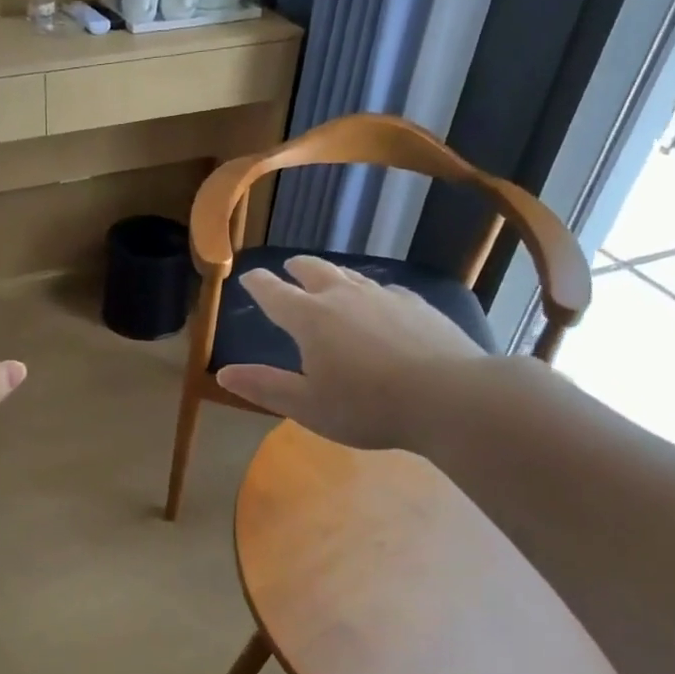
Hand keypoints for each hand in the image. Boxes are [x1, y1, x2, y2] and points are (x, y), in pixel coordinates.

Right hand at [215, 256, 484, 451]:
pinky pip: (385, 289)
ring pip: (351, 275)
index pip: (274, 293)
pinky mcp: (417, 305)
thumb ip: (265, 387)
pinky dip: (371, 291)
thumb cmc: (368, 406)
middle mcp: (344, 297)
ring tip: (329, 278)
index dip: (258, 284)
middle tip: (289, 267)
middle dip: (296, 268)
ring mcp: (384, 296)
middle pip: (314, 271)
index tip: (248, 277)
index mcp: (310, 319)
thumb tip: (224, 373)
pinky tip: (380, 301)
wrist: (450, 397)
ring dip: (333, 274)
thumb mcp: (307, 406)